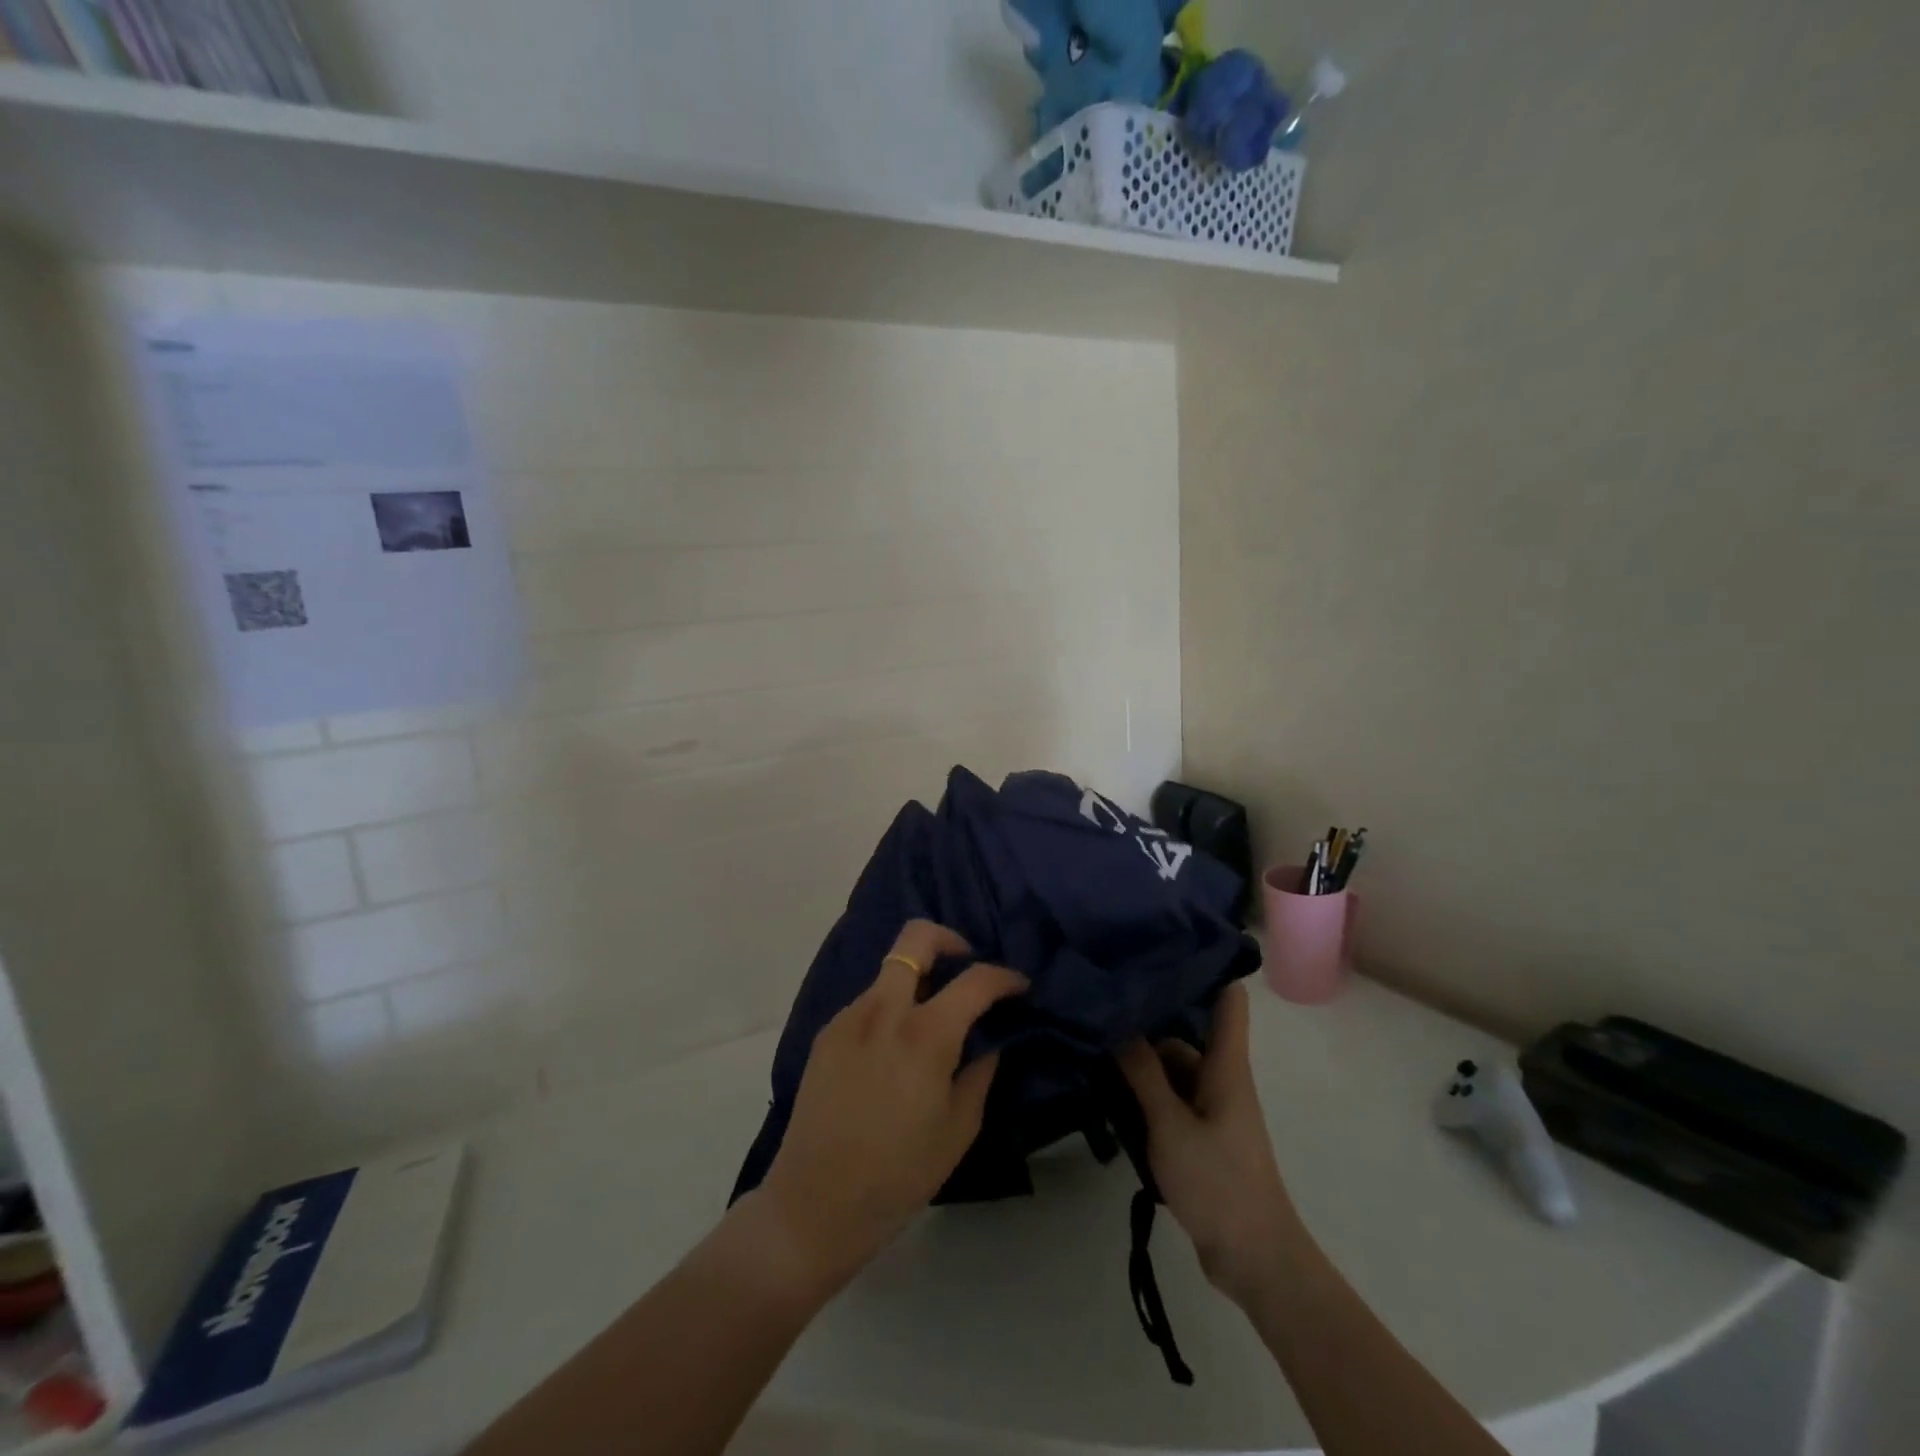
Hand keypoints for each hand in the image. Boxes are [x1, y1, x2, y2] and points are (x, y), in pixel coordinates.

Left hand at [754, 921, 1027, 1294]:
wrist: (814, 1204)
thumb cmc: (898, 1174)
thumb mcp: (958, 1128)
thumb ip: (980, 1072)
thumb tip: (989, 1040)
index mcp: (924, 1034)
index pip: (975, 979)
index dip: (1005, 976)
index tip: (1018, 986)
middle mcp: (884, 1009)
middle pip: (916, 937)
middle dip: (949, 940)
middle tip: (966, 968)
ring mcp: (849, 1017)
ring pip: (890, 971)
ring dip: (918, 980)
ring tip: (931, 1022)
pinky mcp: (827, 1033)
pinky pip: (869, 1002)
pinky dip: (891, 1008)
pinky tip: (895, 1051)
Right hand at [1119, 982, 1299, 1304]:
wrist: (1255, 1260)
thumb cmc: (1219, 1182)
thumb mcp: (1170, 1125)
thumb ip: (1142, 1073)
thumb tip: (1117, 1022)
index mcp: (1226, 1065)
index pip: (1227, 999)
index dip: (1203, 967)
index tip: (1161, 946)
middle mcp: (1220, 1078)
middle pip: (1184, 1033)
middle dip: (1146, 1020)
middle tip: (1100, 1000)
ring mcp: (1210, 1108)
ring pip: (1171, 1069)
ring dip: (1138, 1062)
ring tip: (1092, 1044)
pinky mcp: (1198, 1136)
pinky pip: (1167, 1100)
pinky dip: (1142, 1094)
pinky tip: (1106, 1092)